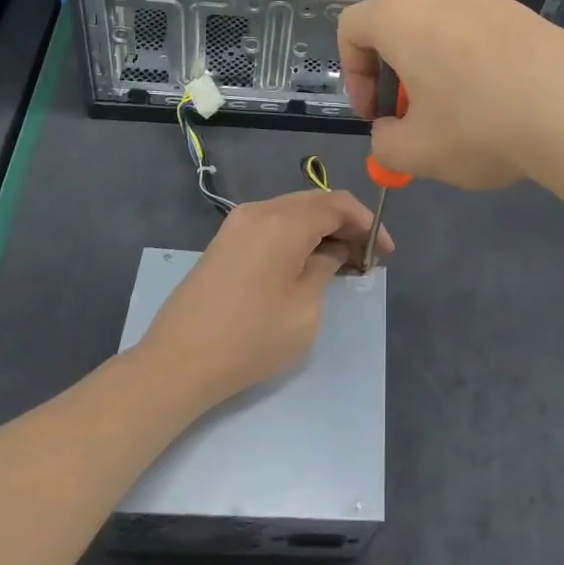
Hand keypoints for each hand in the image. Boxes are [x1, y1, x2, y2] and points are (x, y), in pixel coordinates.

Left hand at [136, 190, 391, 412]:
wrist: (177, 363)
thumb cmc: (250, 339)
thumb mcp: (305, 308)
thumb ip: (326, 268)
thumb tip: (332, 252)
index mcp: (282, 221)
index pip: (337, 204)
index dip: (368, 223)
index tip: (386, 251)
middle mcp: (260, 210)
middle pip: (315, 202)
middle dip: (347, 224)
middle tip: (367, 257)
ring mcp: (238, 223)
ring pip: (294, 211)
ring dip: (322, 229)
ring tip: (343, 261)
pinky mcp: (226, 240)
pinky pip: (273, 224)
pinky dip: (298, 235)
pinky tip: (309, 262)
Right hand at [336, 0, 563, 190]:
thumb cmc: (478, 126)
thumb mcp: (415, 152)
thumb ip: (384, 143)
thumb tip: (390, 131)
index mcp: (401, 15)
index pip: (352, 28)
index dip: (352, 75)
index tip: (375, 115)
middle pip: (399, 29)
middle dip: (397, 77)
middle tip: (415, 121)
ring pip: (442, 32)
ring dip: (437, 71)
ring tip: (460, 118)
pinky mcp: (525, 13)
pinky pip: (481, 36)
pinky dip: (474, 65)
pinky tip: (499, 106)